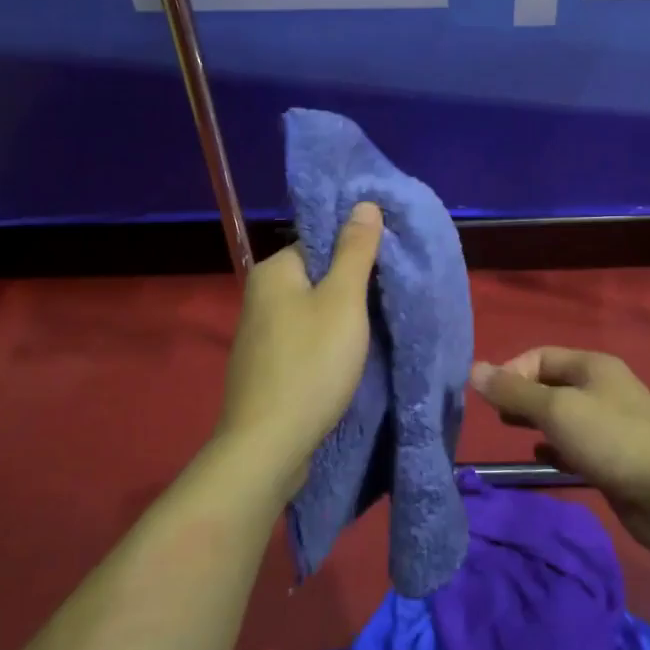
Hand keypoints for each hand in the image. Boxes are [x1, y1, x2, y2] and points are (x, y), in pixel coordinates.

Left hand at [218, 201, 383, 502]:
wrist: (269, 446)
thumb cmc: (311, 364)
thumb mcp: (344, 301)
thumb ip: (356, 250)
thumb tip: (364, 203)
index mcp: (274, 270)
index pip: (321, 241)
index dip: (356, 251)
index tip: (388, 268)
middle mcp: (260, 295)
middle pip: (317, 276)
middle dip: (352, 286)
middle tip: (389, 299)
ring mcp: (259, 334)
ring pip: (312, 310)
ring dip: (342, 317)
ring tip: (377, 328)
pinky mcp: (265, 367)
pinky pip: (303, 339)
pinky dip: (326, 343)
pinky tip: (347, 358)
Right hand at [471, 348, 649, 561]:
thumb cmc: (612, 441)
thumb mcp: (557, 410)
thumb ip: (514, 392)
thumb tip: (474, 369)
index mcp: (592, 366)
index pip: (540, 356)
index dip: (511, 371)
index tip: (489, 399)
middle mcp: (601, 388)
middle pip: (551, 384)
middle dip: (521, 396)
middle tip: (496, 418)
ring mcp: (610, 423)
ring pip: (562, 415)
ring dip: (535, 422)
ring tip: (510, 434)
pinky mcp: (613, 457)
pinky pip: (575, 444)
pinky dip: (555, 447)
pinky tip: (540, 458)